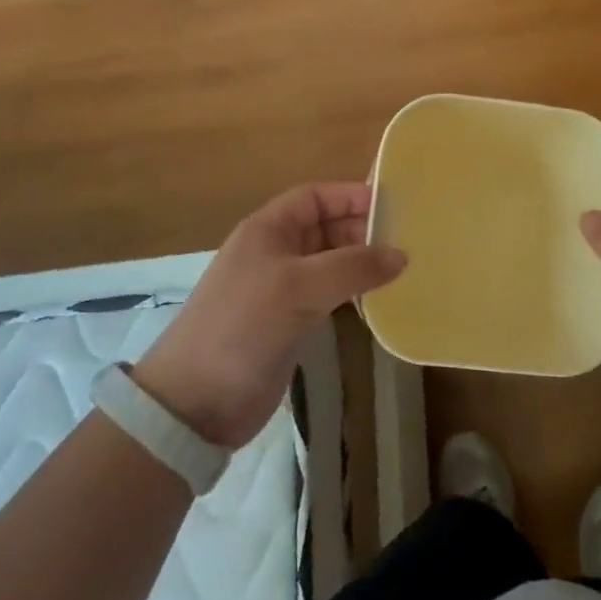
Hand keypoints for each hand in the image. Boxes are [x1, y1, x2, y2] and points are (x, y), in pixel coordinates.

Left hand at [133, 183, 405, 448]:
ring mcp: (281, 289)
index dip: (350, 196)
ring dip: (361, 263)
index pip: (315, 197)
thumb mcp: (300, 287)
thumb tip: (401, 255)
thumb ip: (353, 266)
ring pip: (329, 262)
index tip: (392, 206)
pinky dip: (352, 291)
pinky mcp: (288, 323)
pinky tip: (377, 299)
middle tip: (405, 241)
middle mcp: (274, 252)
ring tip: (401, 269)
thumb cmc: (244, 326)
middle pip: (325, 227)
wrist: (195, 403)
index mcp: (268, 230)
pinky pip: (328, 294)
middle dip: (362, 229)